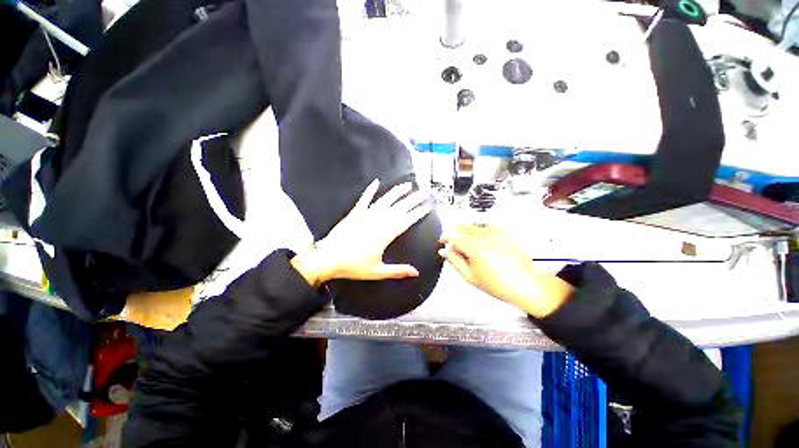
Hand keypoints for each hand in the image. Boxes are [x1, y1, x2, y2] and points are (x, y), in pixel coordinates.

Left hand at [291, 179, 431, 287]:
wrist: (329, 258)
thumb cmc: (354, 266)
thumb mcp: (378, 271)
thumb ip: (398, 271)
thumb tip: (416, 272)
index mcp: (385, 235)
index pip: (406, 221)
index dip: (417, 213)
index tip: (427, 207)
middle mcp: (378, 222)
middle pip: (399, 208)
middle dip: (413, 200)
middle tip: (424, 193)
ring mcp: (366, 215)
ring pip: (385, 201)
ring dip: (397, 192)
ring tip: (407, 185)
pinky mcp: (355, 213)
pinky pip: (364, 199)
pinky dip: (370, 190)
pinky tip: (376, 182)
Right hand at [439, 226, 572, 317]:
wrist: (526, 284)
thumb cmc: (498, 284)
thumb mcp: (470, 276)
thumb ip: (454, 261)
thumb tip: (444, 251)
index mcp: (474, 247)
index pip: (453, 236)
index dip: (445, 238)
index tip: (442, 241)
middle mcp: (485, 235)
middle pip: (463, 228)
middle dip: (457, 235)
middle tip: (457, 248)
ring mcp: (496, 232)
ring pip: (474, 228)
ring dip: (468, 235)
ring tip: (474, 252)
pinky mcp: (504, 233)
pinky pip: (486, 230)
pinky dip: (481, 236)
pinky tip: (485, 249)